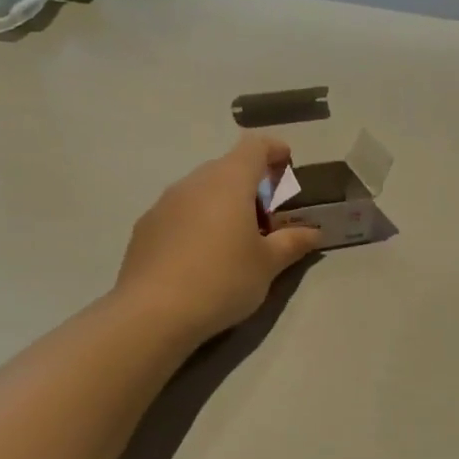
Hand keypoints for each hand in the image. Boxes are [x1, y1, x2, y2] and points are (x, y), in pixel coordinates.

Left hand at [116, 136, 322, 341]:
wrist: (153, 312)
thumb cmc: (222, 280)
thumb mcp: (267, 265)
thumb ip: (292, 243)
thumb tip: (313, 232)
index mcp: (229, 182)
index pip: (255, 146)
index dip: (274, 150)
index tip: (287, 164)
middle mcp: (194, 182)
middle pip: (227, 168)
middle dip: (250, 184)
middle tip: (267, 217)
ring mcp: (164, 203)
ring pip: (201, 191)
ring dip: (222, 203)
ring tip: (234, 240)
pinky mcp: (145, 227)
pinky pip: (179, 213)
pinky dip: (197, 222)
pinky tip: (201, 257)